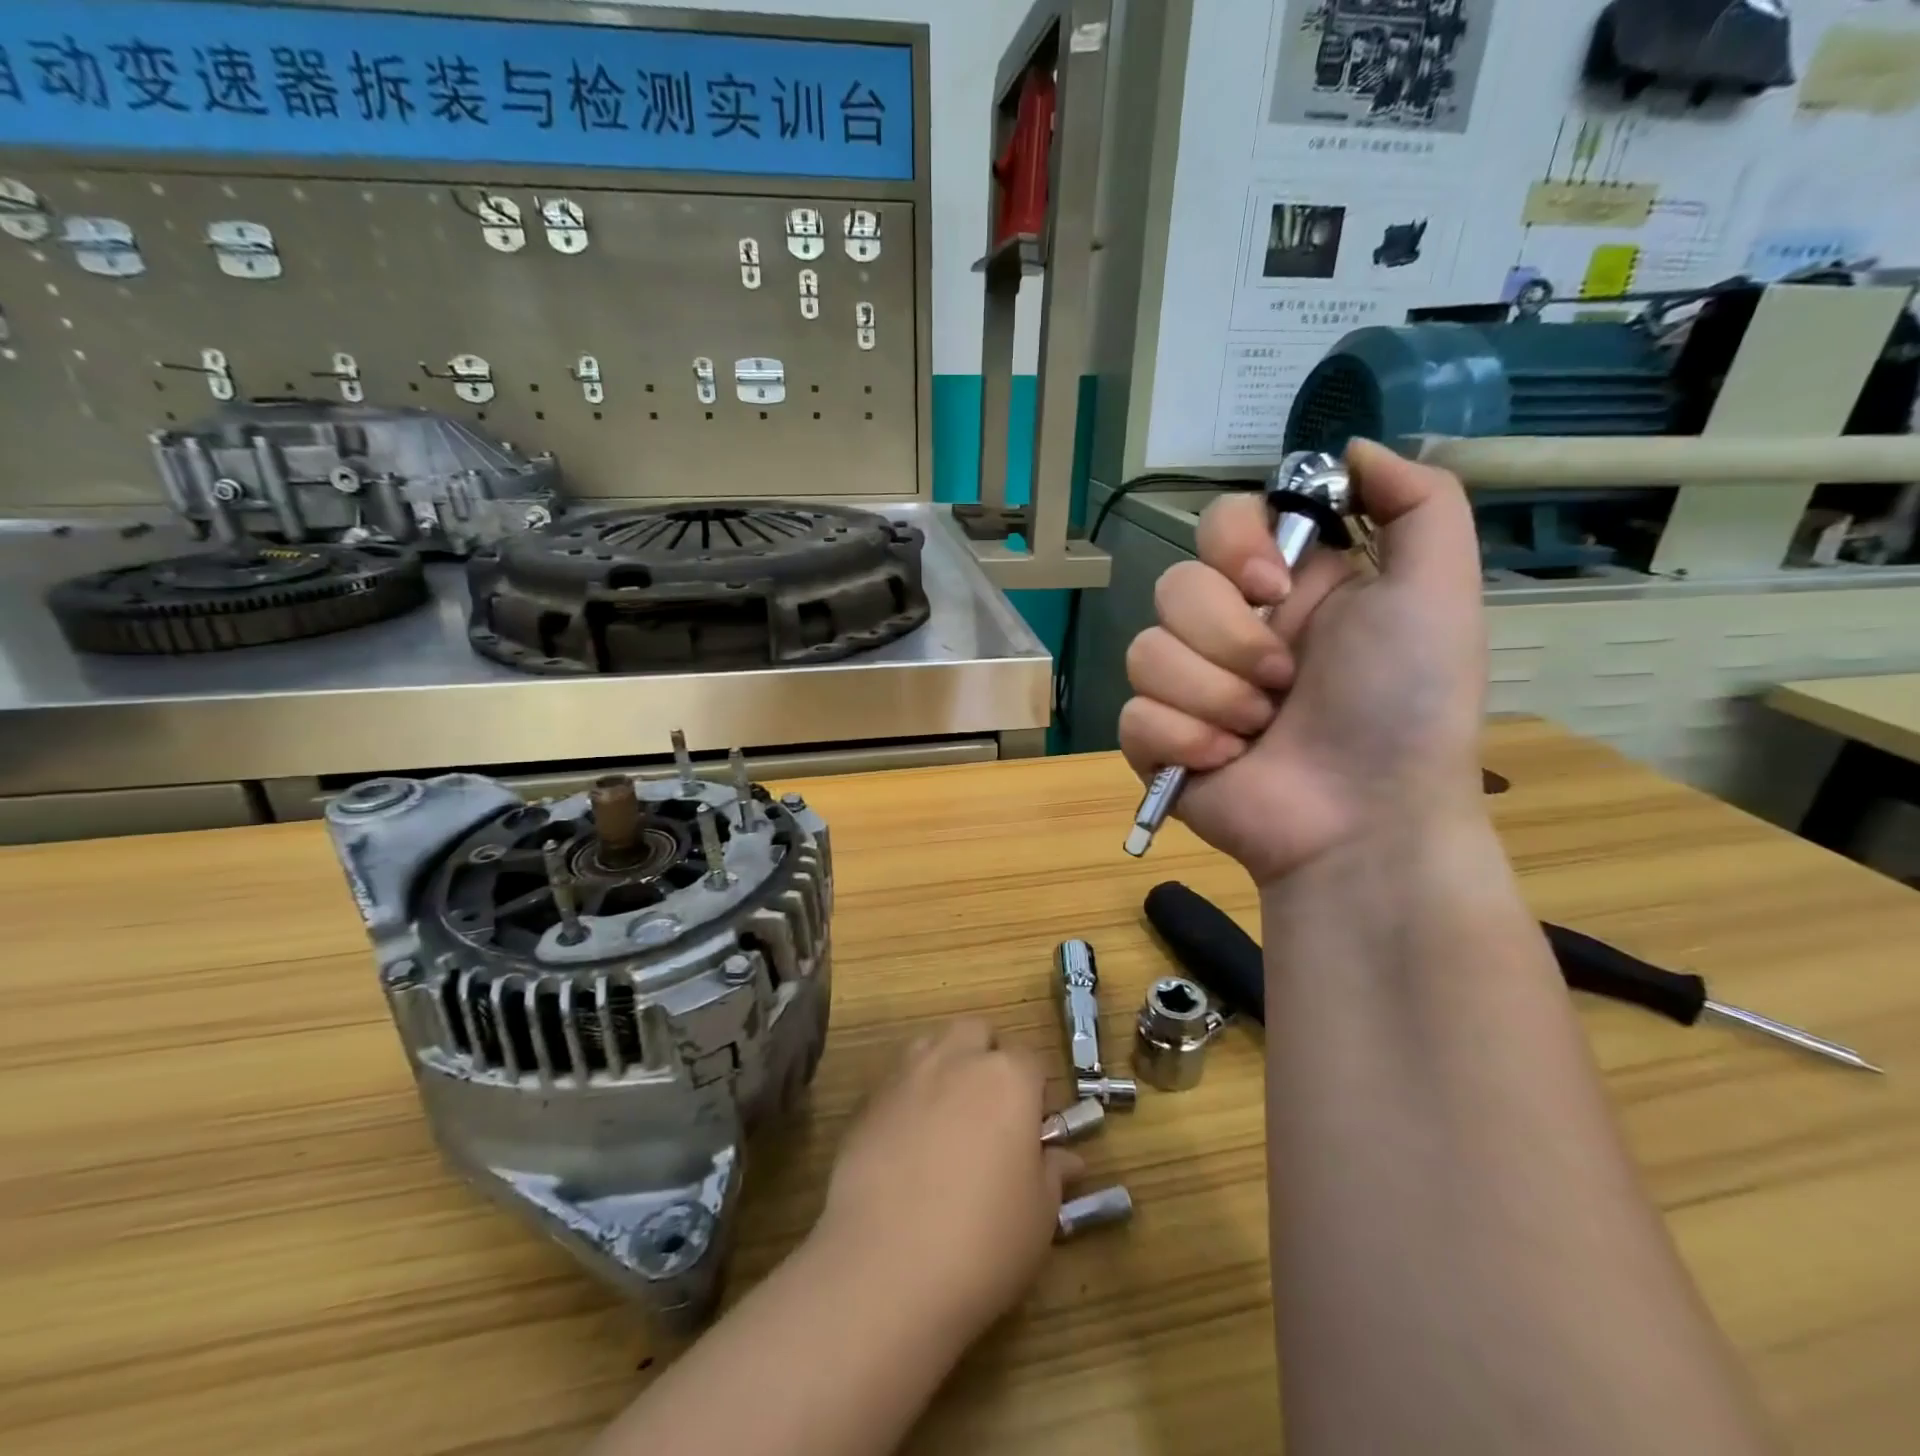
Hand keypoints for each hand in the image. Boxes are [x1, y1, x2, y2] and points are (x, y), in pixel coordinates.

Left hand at [812, 1020, 1082, 1343]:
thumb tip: (1065, 1158)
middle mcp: (956, 1060)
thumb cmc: (984, 1241)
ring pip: (931, 1046)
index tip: (1033, 1130)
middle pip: (976, 1034)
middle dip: (986, 1058)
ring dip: (945, 1068)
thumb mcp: (1039, 1216)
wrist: (886, 1268)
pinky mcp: (866, 1103)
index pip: (1030, 1059)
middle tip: (990, 1112)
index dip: (1035, 1091)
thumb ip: (1052, 1173)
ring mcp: (906, 1076)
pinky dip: (908, 1099)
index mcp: (1008, 1078)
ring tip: (948, 1121)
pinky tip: (907, 1148)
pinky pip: (896, 1083)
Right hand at [1119, 440, 1486, 885]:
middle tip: (1283, 682)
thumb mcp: (1437, 591)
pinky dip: (1184, 739)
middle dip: (1230, 639)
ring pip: (1145, 652)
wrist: (1366, 820)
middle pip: (1173, 587)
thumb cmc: (1405, 706)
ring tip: (1259, 732)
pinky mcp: (1156, 741)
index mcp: (1283, 589)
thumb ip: (1417, 502)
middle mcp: (1229, 630)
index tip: (1272, 586)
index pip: (1218, 524)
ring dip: (1213, 696)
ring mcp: (1187, 688)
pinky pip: (1133, 715)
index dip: (1232, 547)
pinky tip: (1226, 762)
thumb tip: (1353, 448)